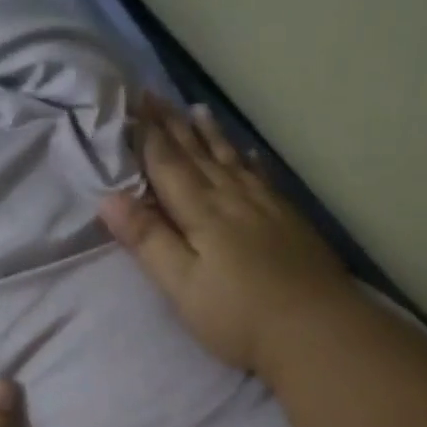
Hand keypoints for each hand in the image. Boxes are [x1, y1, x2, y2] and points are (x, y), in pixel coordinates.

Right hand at [99, 98, 351, 374]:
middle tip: (156, 95)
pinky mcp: (290, 221)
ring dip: (211, 135)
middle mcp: (233, 199)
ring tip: (197, 109)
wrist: (317, 331)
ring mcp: (266, 207)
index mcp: (202, 213)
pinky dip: (251, 161)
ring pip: (232, 160)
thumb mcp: (182, 285)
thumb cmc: (238, 317)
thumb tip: (110, 198)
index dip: (149, 136)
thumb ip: (148, 240)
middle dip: (174, 125)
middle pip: (199, 155)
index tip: (134, 105)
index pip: (168, 165)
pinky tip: (249, 153)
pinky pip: (263, 177)